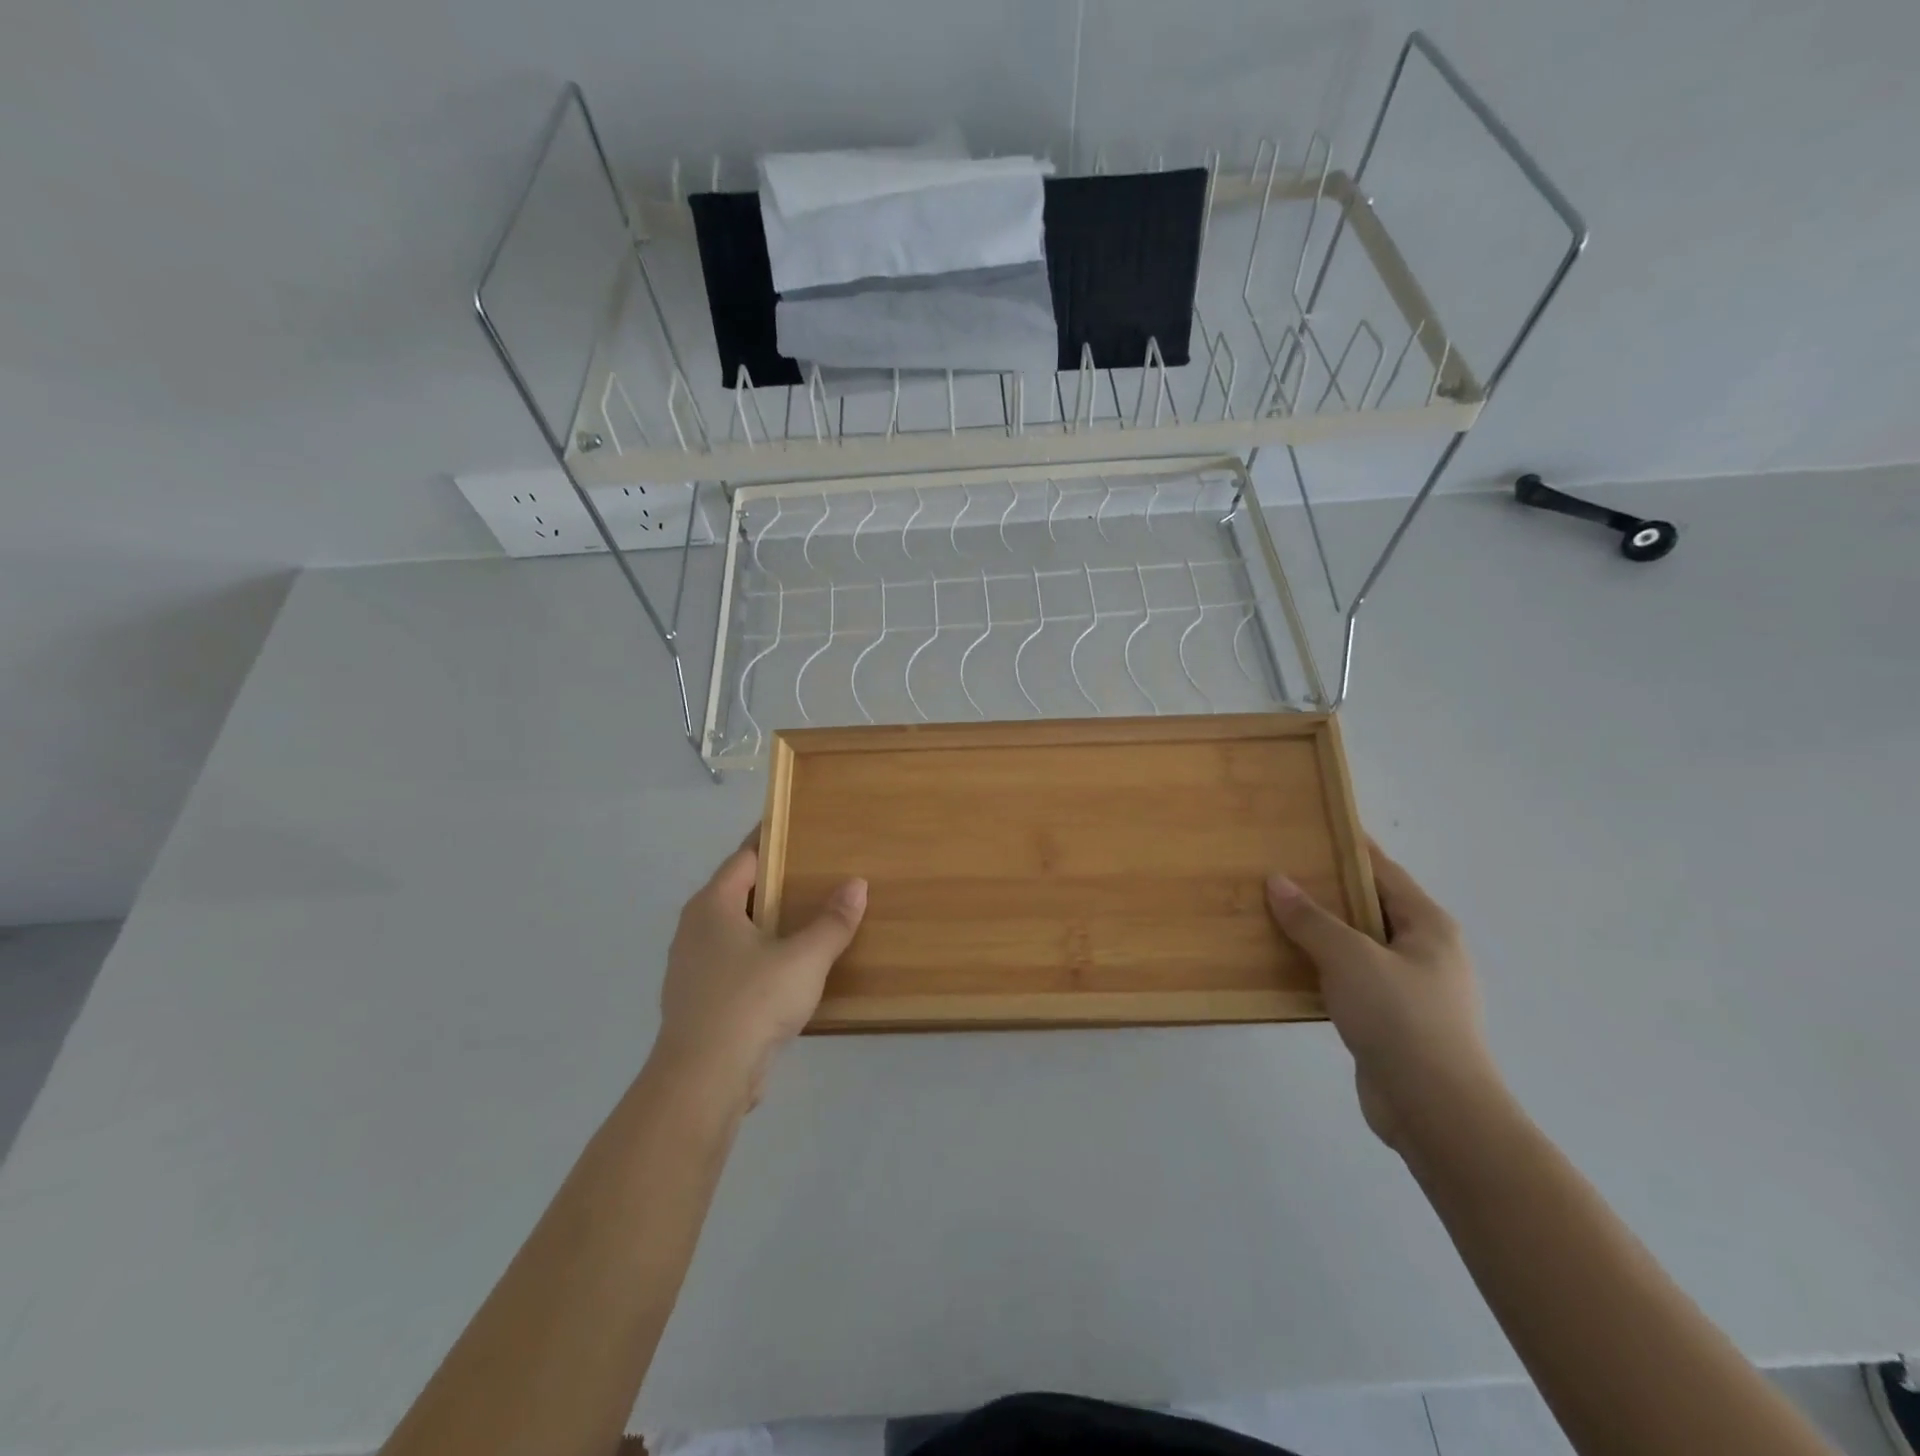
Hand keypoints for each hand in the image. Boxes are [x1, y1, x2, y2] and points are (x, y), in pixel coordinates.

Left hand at [652, 835, 866, 1105]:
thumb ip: (833, 922)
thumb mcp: (804, 958)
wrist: (704, 1080)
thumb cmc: (751, 1002)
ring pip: (736, 931)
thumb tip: (857, 884)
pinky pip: (734, 964)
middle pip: (739, 893)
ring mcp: (692, 968)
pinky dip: (761, 956)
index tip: (801, 829)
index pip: (744, 857)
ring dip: (768, 924)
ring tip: (809, 918)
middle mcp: (694, 929)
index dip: (773, 841)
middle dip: (775, 883)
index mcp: (711, 906)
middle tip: (817, 873)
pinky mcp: (699, 1002)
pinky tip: (790, 968)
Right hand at [1266, 840, 1501, 1151]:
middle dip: (1328, 890)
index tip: (1315, 827)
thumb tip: (1277, 881)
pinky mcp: (1394, 1022)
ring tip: (1274, 915)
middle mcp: (1426, 952)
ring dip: (1322, 933)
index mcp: (1428, 926)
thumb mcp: (1350, 958)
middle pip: (1370, 907)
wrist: (1437, 1111)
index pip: (1384, 871)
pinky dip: (1323, 969)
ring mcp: (1412, 990)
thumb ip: (1311, 919)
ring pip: (1358, 947)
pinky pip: (1352, 980)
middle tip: (1280, 871)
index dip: (1351, 847)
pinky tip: (1289, 967)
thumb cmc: (1401, 1019)